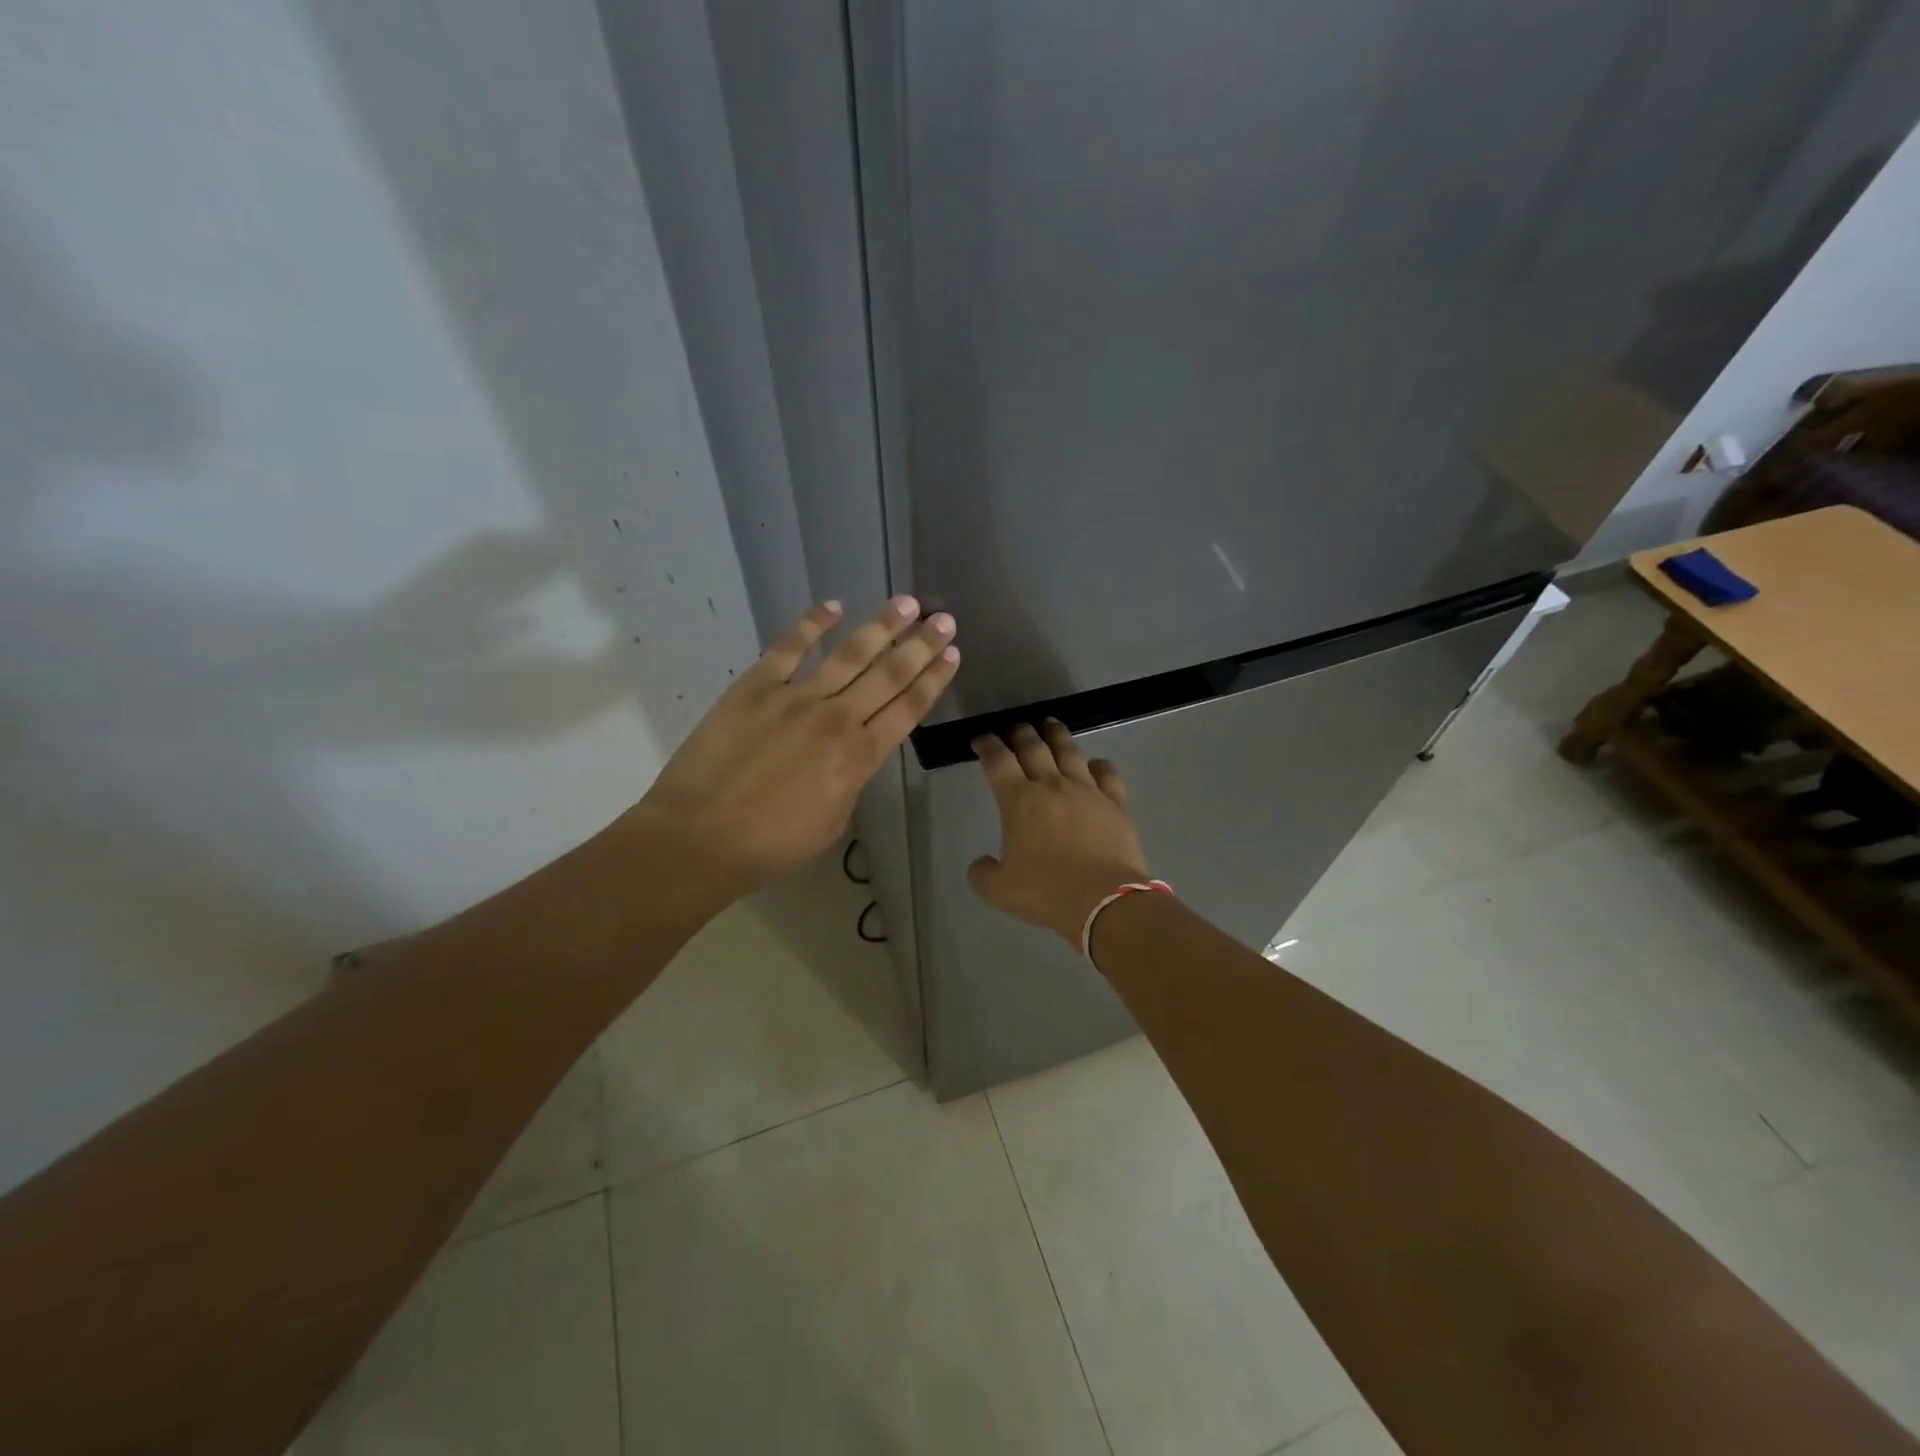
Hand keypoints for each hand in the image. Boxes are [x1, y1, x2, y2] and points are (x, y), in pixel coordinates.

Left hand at [638, 596, 957, 891]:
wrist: (700, 838)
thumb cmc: (771, 845)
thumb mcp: (833, 821)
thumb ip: (851, 780)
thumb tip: (853, 754)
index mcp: (860, 757)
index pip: (908, 709)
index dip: (933, 680)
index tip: (953, 654)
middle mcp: (837, 719)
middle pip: (889, 674)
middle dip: (921, 645)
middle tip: (944, 619)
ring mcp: (796, 698)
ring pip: (850, 653)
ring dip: (882, 626)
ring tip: (908, 603)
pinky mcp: (756, 687)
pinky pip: (789, 647)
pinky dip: (812, 623)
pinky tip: (833, 605)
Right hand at [967, 720, 1150, 947]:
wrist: (1105, 901)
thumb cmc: (1047, 892)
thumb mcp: (999, 891)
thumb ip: (982, 873)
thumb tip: (981, 862)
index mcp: (1019, 800)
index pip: (997, 761)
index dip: (986, 746)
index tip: (980, 740)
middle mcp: (1052, 785)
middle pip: (1033, 747)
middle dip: (1020, 733)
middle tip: (1015, 728)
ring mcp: (1087, 791)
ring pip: (1069, 751)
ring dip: (1057, 735)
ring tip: (1051, 725)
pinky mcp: (1115, 803)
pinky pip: (1107, 773)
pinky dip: (1098, 764)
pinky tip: (1094, 763)